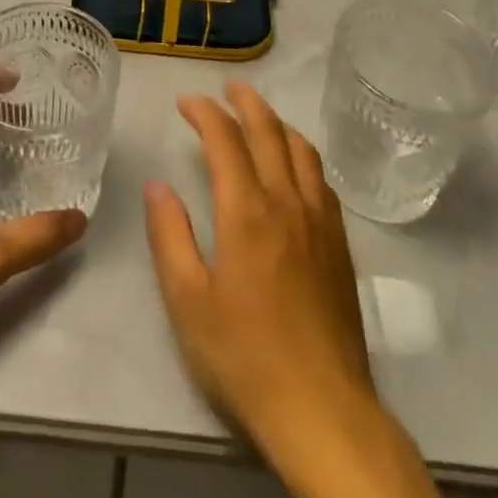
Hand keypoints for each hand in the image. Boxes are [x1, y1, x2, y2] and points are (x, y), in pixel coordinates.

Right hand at [144, 82, 370, 439]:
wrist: (322, 409)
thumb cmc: (245, 356)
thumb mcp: (187, 300)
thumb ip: (169, 235)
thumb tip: (158, 185)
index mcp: (246, 209)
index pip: (225, 138)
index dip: (204, 112)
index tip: (186, 102)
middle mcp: (286, 201)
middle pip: (269, 131)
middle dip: (245, 101)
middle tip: (227, 88)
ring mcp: (319, 220)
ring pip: (301, 149)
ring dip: (277, 123)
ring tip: (260, 116)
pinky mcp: (339, 244)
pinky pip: (321, 179)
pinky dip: (302, 155)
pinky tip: (295, 167)